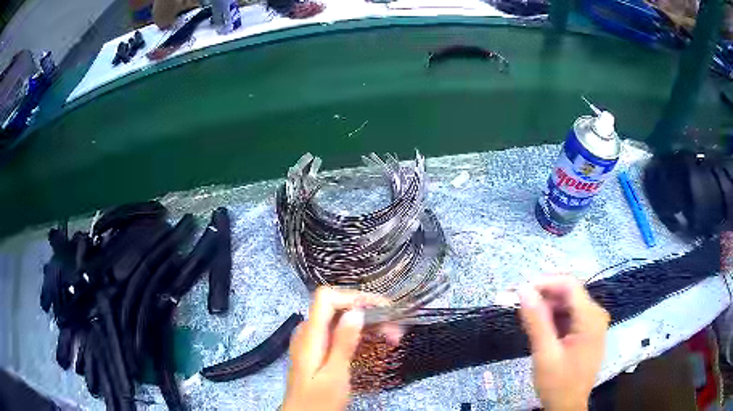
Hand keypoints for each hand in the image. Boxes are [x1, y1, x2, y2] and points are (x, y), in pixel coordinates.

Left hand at [282, 287, 393, 410]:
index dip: (353, 297)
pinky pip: (338, 334)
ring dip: (367, 325)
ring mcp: (312, 342)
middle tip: (396, 330)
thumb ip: (343, 342)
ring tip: (393, 338)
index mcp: (310, 335)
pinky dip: (358, 336)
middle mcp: (308, 333)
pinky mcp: (318, 351)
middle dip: (368, 313)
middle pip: (336, 308)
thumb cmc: (318, 401)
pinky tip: (376, 344)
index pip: (326, 298)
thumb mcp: (335, 374)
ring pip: (340, 321)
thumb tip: (356, 311)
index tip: (381, 309)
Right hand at [519, 276, 609, 410]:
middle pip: (569, 293)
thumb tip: (523, 290)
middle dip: (543, 297)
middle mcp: (596, 314)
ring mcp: (594, 323)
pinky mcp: (588, 331)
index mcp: (590, 317)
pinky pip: (570, 316)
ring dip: (547, 308)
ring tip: (527, 321)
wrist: (568, 407)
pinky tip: (541, 330)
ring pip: (568, 304)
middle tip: (518, 307)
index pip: (568, 285)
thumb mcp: (545, 354)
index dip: (543, 282)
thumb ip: (536, 321)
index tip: (519, 291)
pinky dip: (553, 318)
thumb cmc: (558, 383)